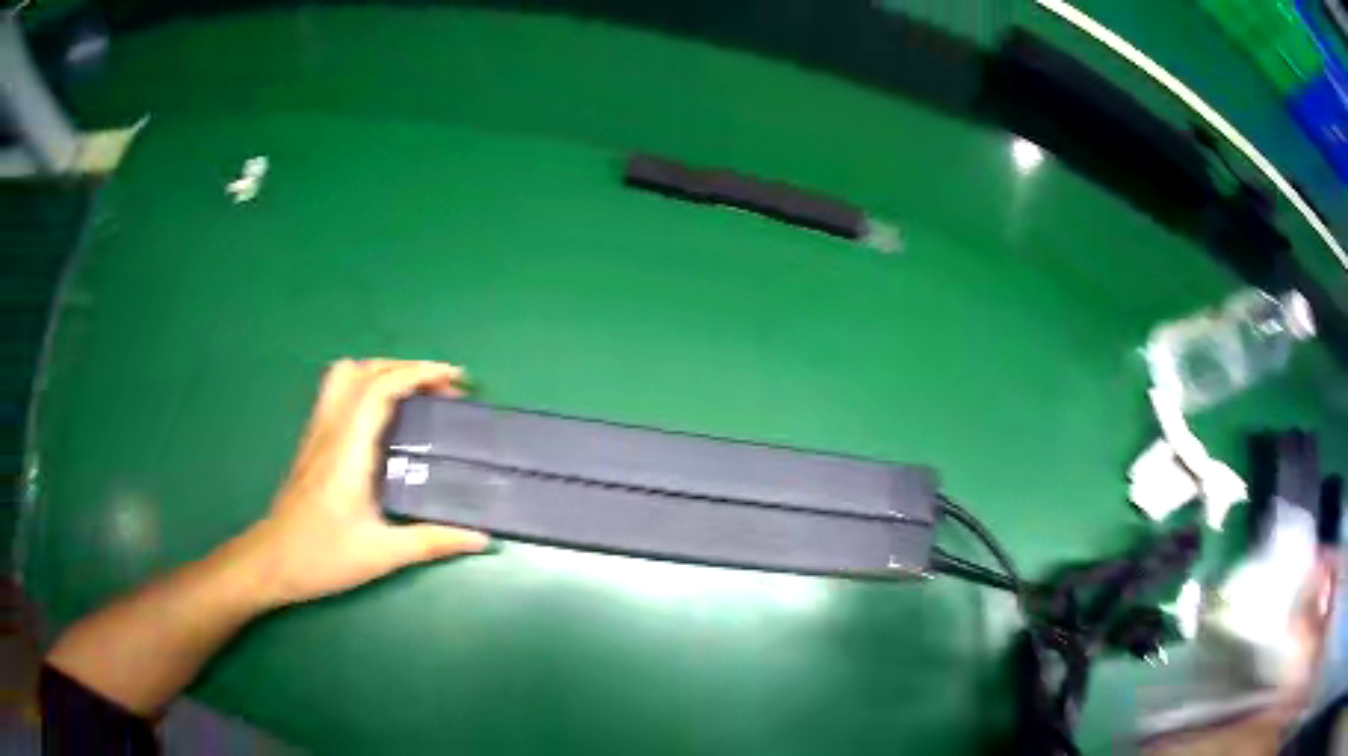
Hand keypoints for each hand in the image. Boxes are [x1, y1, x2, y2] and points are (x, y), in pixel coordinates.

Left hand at [242, 359, 490, 607]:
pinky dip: (367, 386)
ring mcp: (318, 431)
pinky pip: (339, 393)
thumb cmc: (322, 557)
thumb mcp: (383, 554)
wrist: (271, 562)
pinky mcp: (312, 441)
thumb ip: (434, 542)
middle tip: (442, 391)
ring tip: (413, 394)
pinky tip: (383, 417)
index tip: (455, 380)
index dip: (420, 373)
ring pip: (346, 374)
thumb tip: (482, 540)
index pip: (381, 387)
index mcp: (348, 448)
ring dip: (383, 371)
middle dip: (408, 368)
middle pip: (366, 369)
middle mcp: (331, 429)